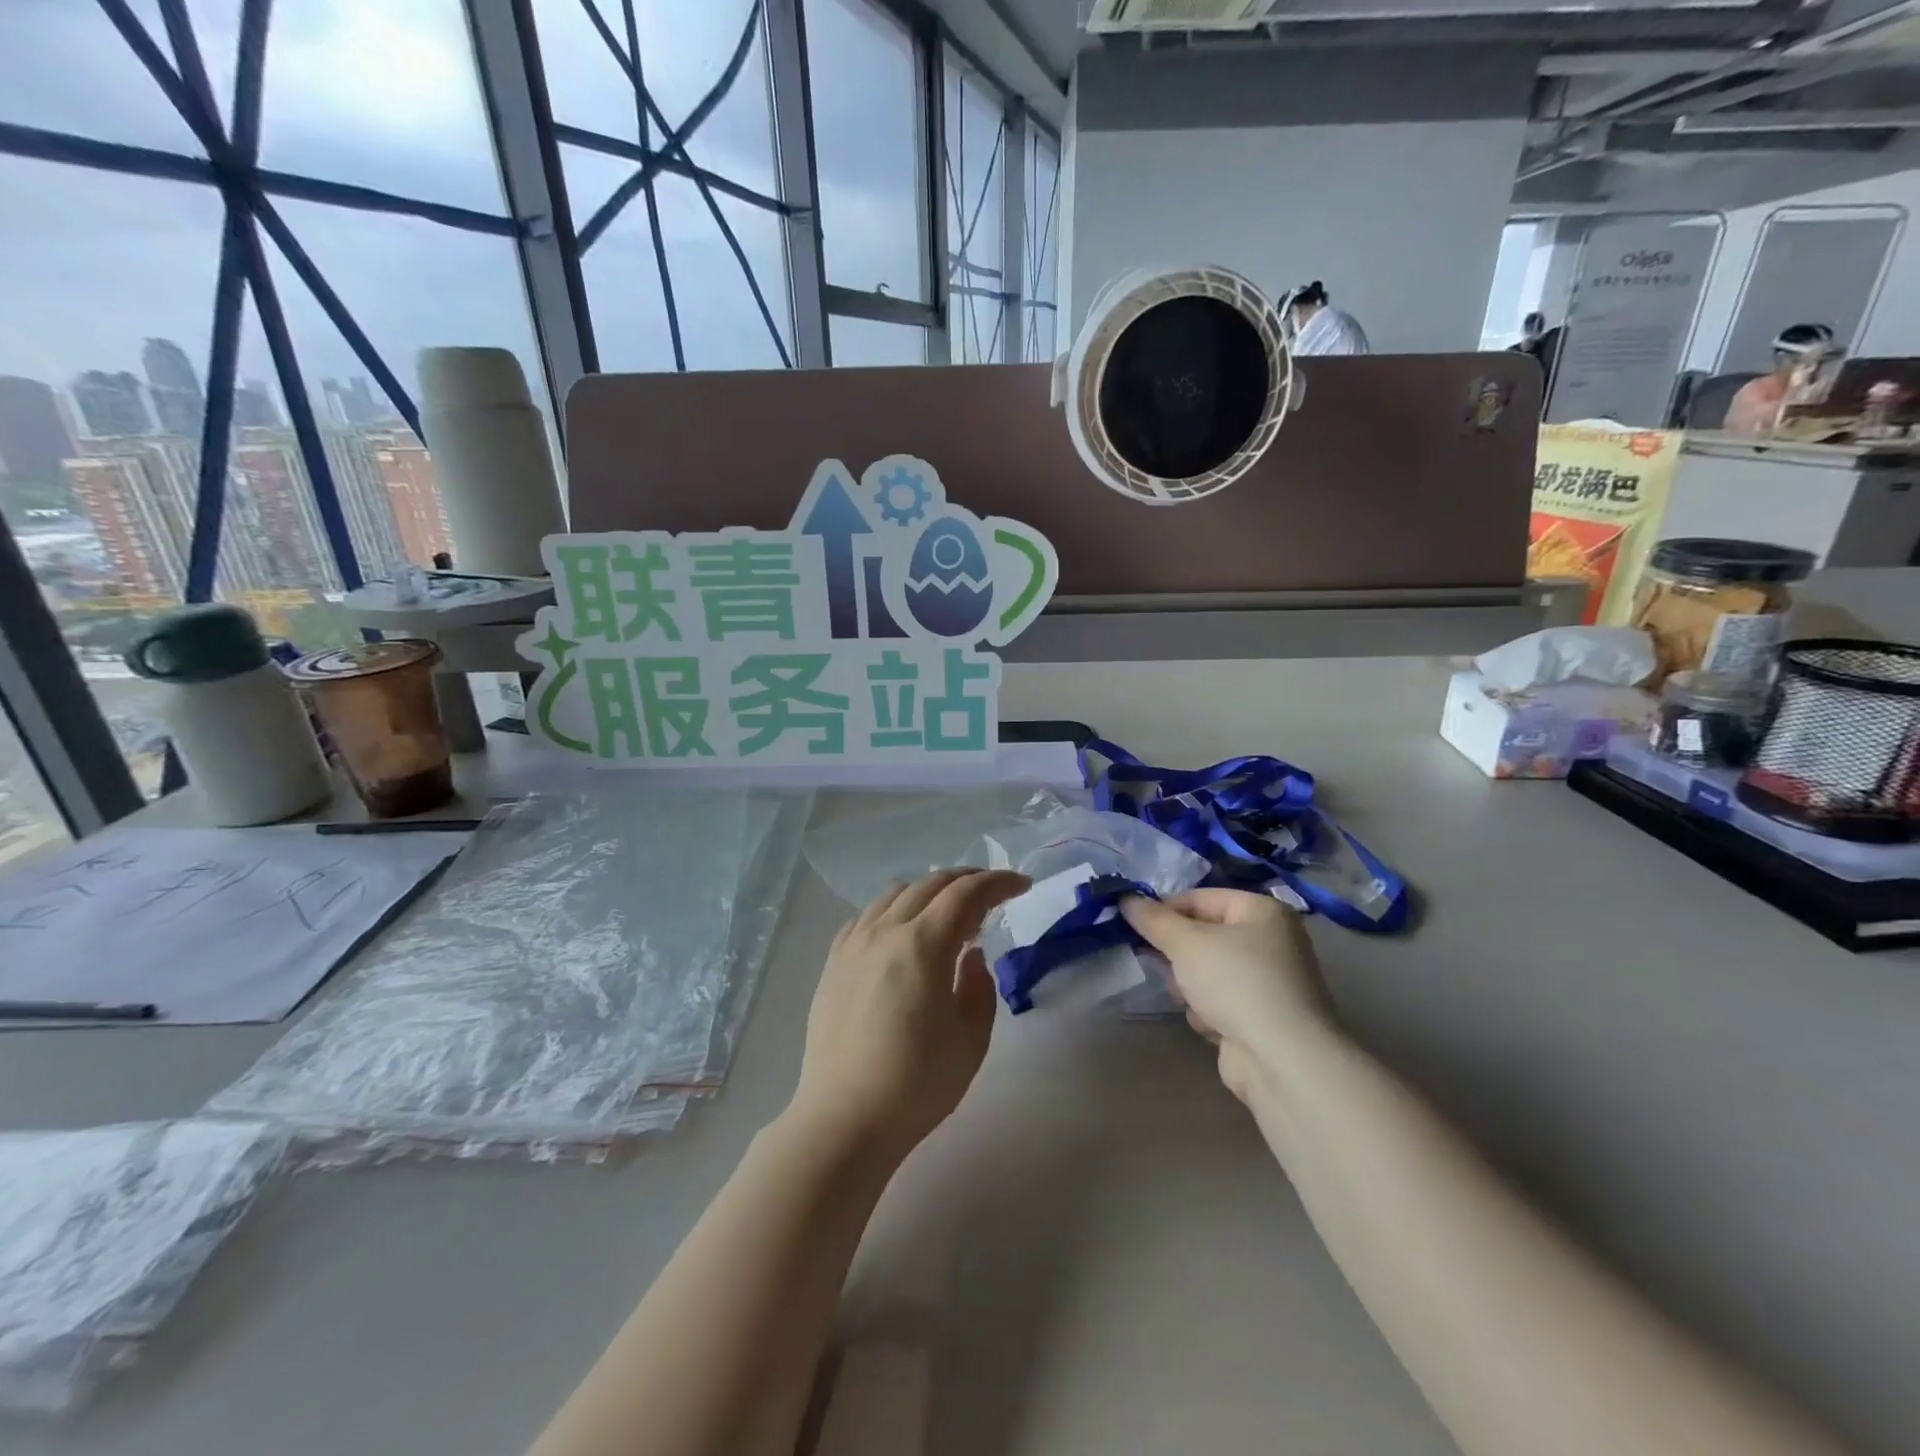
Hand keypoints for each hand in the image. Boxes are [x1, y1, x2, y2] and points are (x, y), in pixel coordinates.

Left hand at [790, 869, 1028, 1162]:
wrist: (844, 1119)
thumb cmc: (917, 1083)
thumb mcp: (971, 1038)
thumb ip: (979, 986)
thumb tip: (970, 955)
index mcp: (923, 944)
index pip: (966, 894)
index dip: (998, 882)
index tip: (1022, 885)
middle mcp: (885, 931)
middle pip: (930, 885)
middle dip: (967, 881)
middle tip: (992, 893)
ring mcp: (854, 944)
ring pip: (895, 895)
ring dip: (929, 892)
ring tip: (948, 911)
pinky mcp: (833, 963)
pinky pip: (867, 917)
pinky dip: (894, 910)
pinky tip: (901, 930)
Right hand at [1120, 889, 1331, 1100]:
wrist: (1283, 1059)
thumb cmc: (1236, 982)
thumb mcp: (1187, 943)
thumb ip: (1153, 919)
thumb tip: (1126, 898)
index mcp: (1262, 911)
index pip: (1201, 898)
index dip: (1165, 909)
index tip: (1135, 925)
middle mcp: (1271, 940)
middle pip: (1205, 935)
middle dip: (1178, 952)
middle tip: (1153, 960)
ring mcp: (1270, 981)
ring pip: (1209, 970)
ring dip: (1191, 984)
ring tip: (1187, 997)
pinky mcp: (1263, 1016)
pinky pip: (1222, 1000)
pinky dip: (1209, 1010)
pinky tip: (1210, 1024)